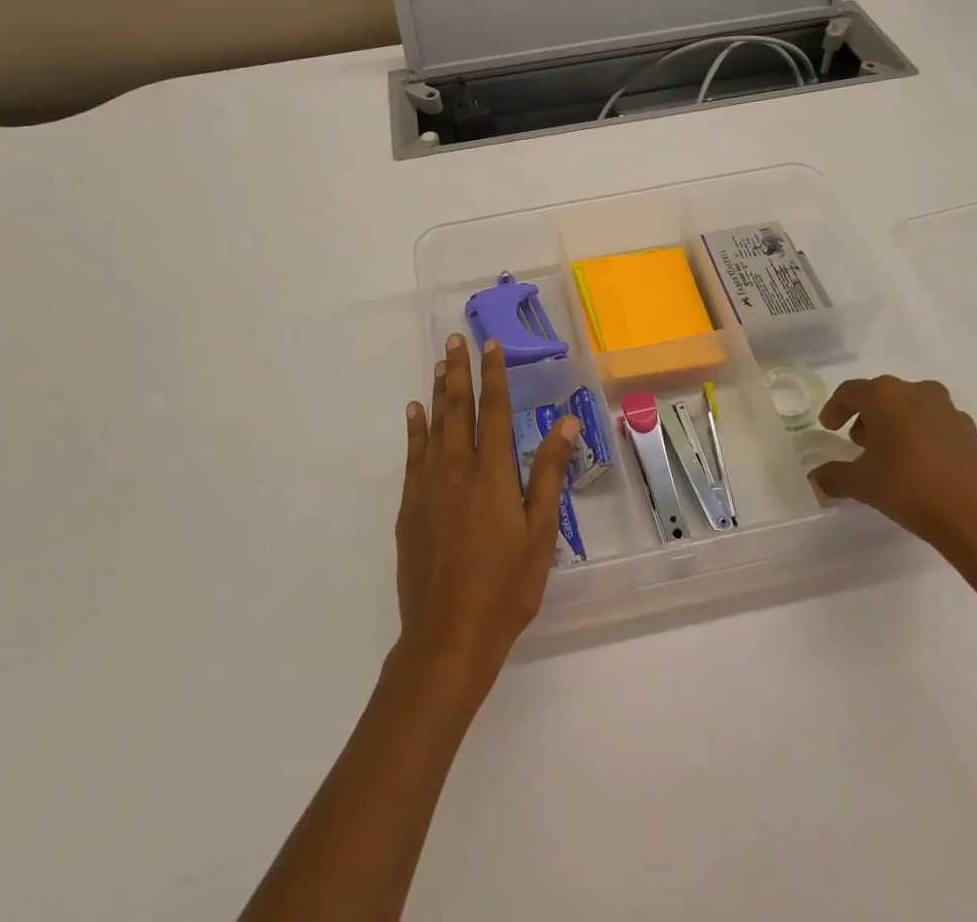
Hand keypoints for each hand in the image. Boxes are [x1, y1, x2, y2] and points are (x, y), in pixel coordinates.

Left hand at [395, 334, 578, 698]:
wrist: (447, 635)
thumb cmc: (506, 586)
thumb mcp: (540, 532)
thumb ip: (550, 473)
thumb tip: (567, 423)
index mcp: (492, 472)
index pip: (495, 409)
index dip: (494, 374)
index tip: (491, 345)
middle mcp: (457, 467)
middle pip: (459, 408)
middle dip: (459, 371)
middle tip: (456, 339)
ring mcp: (428, 485)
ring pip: (434, 425)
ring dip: (438, 391)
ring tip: (439, 363)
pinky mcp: (409, 506)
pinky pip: (413, 455)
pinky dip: (415, 429)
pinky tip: (414, 411)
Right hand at [809, 376, 976, 556]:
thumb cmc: (909, 486)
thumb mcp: (862, 484)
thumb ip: (835, 477)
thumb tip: (814, 480)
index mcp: (884, 395)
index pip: (850, 391)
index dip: (835, 408)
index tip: (829, 428)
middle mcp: (916, 392)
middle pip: (882, 396)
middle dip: (867, 417)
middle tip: (857, 442)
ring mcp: (948, 411)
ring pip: (911, 408)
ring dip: (895, 425)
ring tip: (889, 456)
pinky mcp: (971, 432)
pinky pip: (935, 425)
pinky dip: (921, 437)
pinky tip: (919, 466)